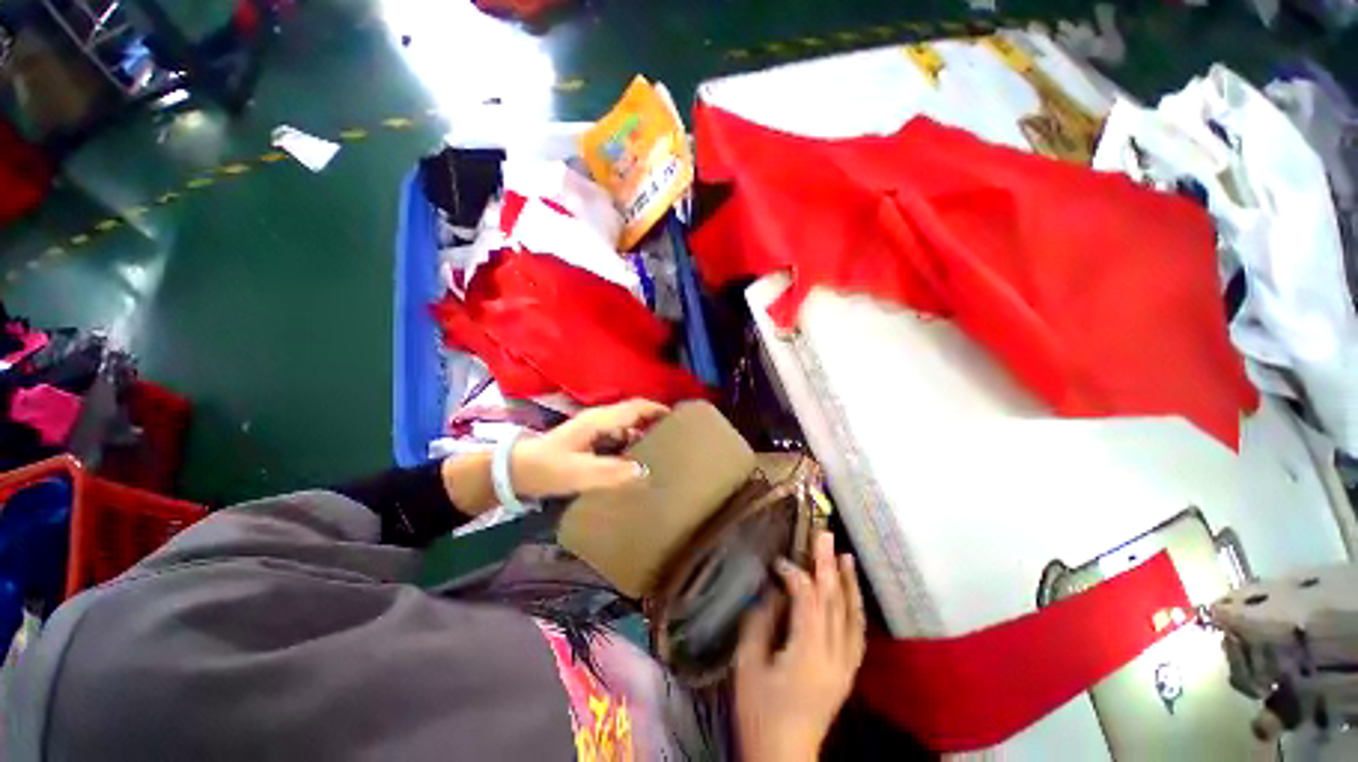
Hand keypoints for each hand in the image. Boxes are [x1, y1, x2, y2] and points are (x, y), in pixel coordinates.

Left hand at [511, 399, 668, 497]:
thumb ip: (611, 472)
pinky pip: (619, 436)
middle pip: (634, 413)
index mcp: (599, 420)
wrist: (515, 471)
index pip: (636, 407)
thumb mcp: (578, 472)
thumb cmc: (547, 468)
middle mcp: (600, 419)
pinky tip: (639, 458)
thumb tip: (645, 471)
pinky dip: (633, 442)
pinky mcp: (590, 439)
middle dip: (655, 420)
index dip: (658, 409)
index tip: (680, 418)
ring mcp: (594, 428)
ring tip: (663, 448)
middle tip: (677, 435)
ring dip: (645, 432)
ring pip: (627, 425)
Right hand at [735, 532, 865, 761]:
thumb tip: (772, 592)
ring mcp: (845, 667)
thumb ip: (760, 622)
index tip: (779, 562)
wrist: (784, 757)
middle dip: (828, 565)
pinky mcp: (847, 674)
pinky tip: (852, 594)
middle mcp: (833, 657)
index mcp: (807, 654)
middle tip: (825, 535)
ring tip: (845, 556)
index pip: (807, 601)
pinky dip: (855, 609)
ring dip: (847, 584)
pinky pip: (857, 635)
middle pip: (833, 602)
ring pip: (851, 617)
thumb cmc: (759, 712)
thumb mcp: (748, 664)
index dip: (794, 575)